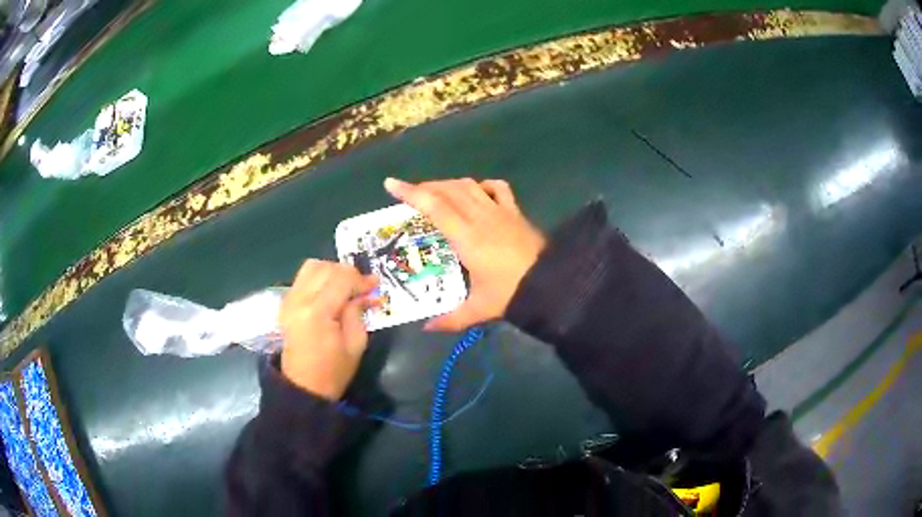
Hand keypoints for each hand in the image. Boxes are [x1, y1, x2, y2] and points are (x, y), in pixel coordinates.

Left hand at [278, 260, 377, 399]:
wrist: (303, 387)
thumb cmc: (333, 371)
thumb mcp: (355, 345)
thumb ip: (359, 313)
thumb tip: (368, 293)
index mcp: (318, 312)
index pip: (342, 278)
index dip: (361, 279)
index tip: (375, 286)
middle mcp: (300, 299)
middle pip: (327, 267)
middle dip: (348, 273)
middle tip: (362, 288)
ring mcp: (289, 299)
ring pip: (312, 266)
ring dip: (332, 272)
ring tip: (345, 288)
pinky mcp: (286, 303)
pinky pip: (303, 277)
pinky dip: (319, 278)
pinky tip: (330, 293)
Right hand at [384, 177, 545, 331]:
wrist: (553, 282)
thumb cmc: (512, 293)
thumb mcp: (479, 309)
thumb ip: (451, 319)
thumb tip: (426, 328)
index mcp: (466, 237)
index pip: (434, 206)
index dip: (410, 193)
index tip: (390, 184)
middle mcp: (480, 217)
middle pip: (448, 190)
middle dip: (425, 187)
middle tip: (409, 194)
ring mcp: (500, 211)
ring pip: (469, 186)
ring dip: (448, 184)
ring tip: (435, 192)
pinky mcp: (515, 212)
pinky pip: (498, 189)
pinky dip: (482, 185)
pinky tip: (476, 192)